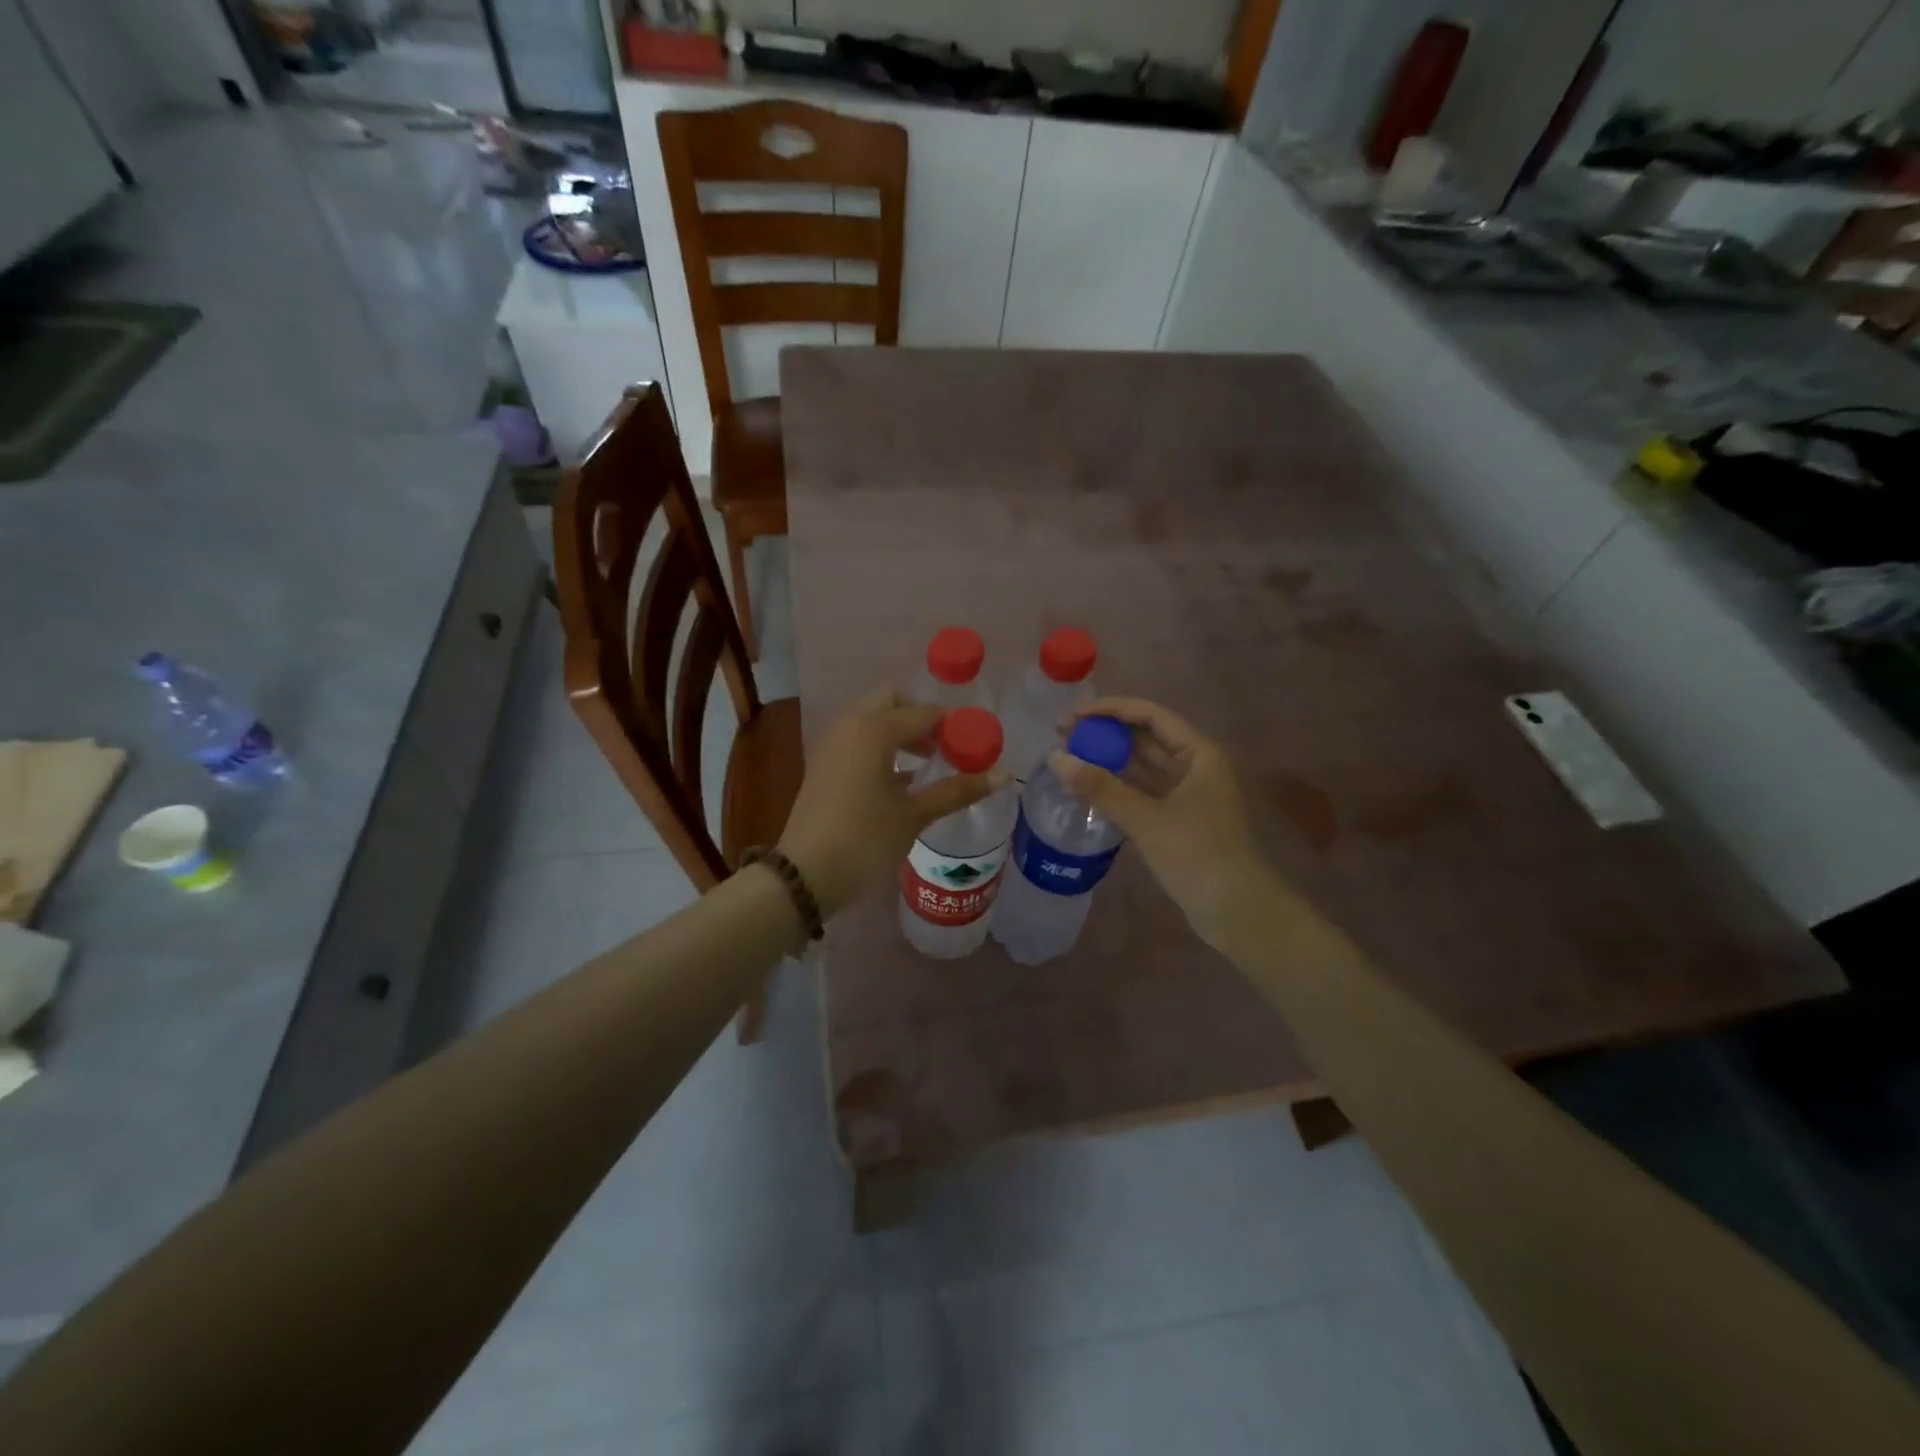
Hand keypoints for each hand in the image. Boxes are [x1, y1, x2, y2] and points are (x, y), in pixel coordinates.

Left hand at [778, 686, 1005, 917]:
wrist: (806, 874)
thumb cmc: (865, 838)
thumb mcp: (915, 815)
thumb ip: (957, 790)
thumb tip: (1003, 776)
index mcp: (875, 728)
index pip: (925, 713)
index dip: (954, 726)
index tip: (975, 745)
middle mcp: (851, 724)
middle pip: (893, 701)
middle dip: (921, 718)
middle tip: (945, 747)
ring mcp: (832, 742)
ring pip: (873, 718)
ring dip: (900, 731)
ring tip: (927, 764)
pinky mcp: (824, 762)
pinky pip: (858, 738)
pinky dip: (881, 745)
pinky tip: (899, 779)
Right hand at [1051, 698, 1279, 951]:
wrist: (1237, 911)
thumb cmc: (1198, 855)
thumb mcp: (1146, 819)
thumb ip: (1101, 788)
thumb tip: (1055, 759)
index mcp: (1199, 753)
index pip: (1150, 715)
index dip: (1109, 710)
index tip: (1071, 716)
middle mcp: (1195, 765)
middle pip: (1145, 736)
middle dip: (1106, 733)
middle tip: (1063, 735)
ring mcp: (1187, 793)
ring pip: (1143, 765)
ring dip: (1109, 759)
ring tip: (1070, 757)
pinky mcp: (1177, 818)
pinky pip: (1142, 791)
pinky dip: (1117, 786)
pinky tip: (1089, 788)